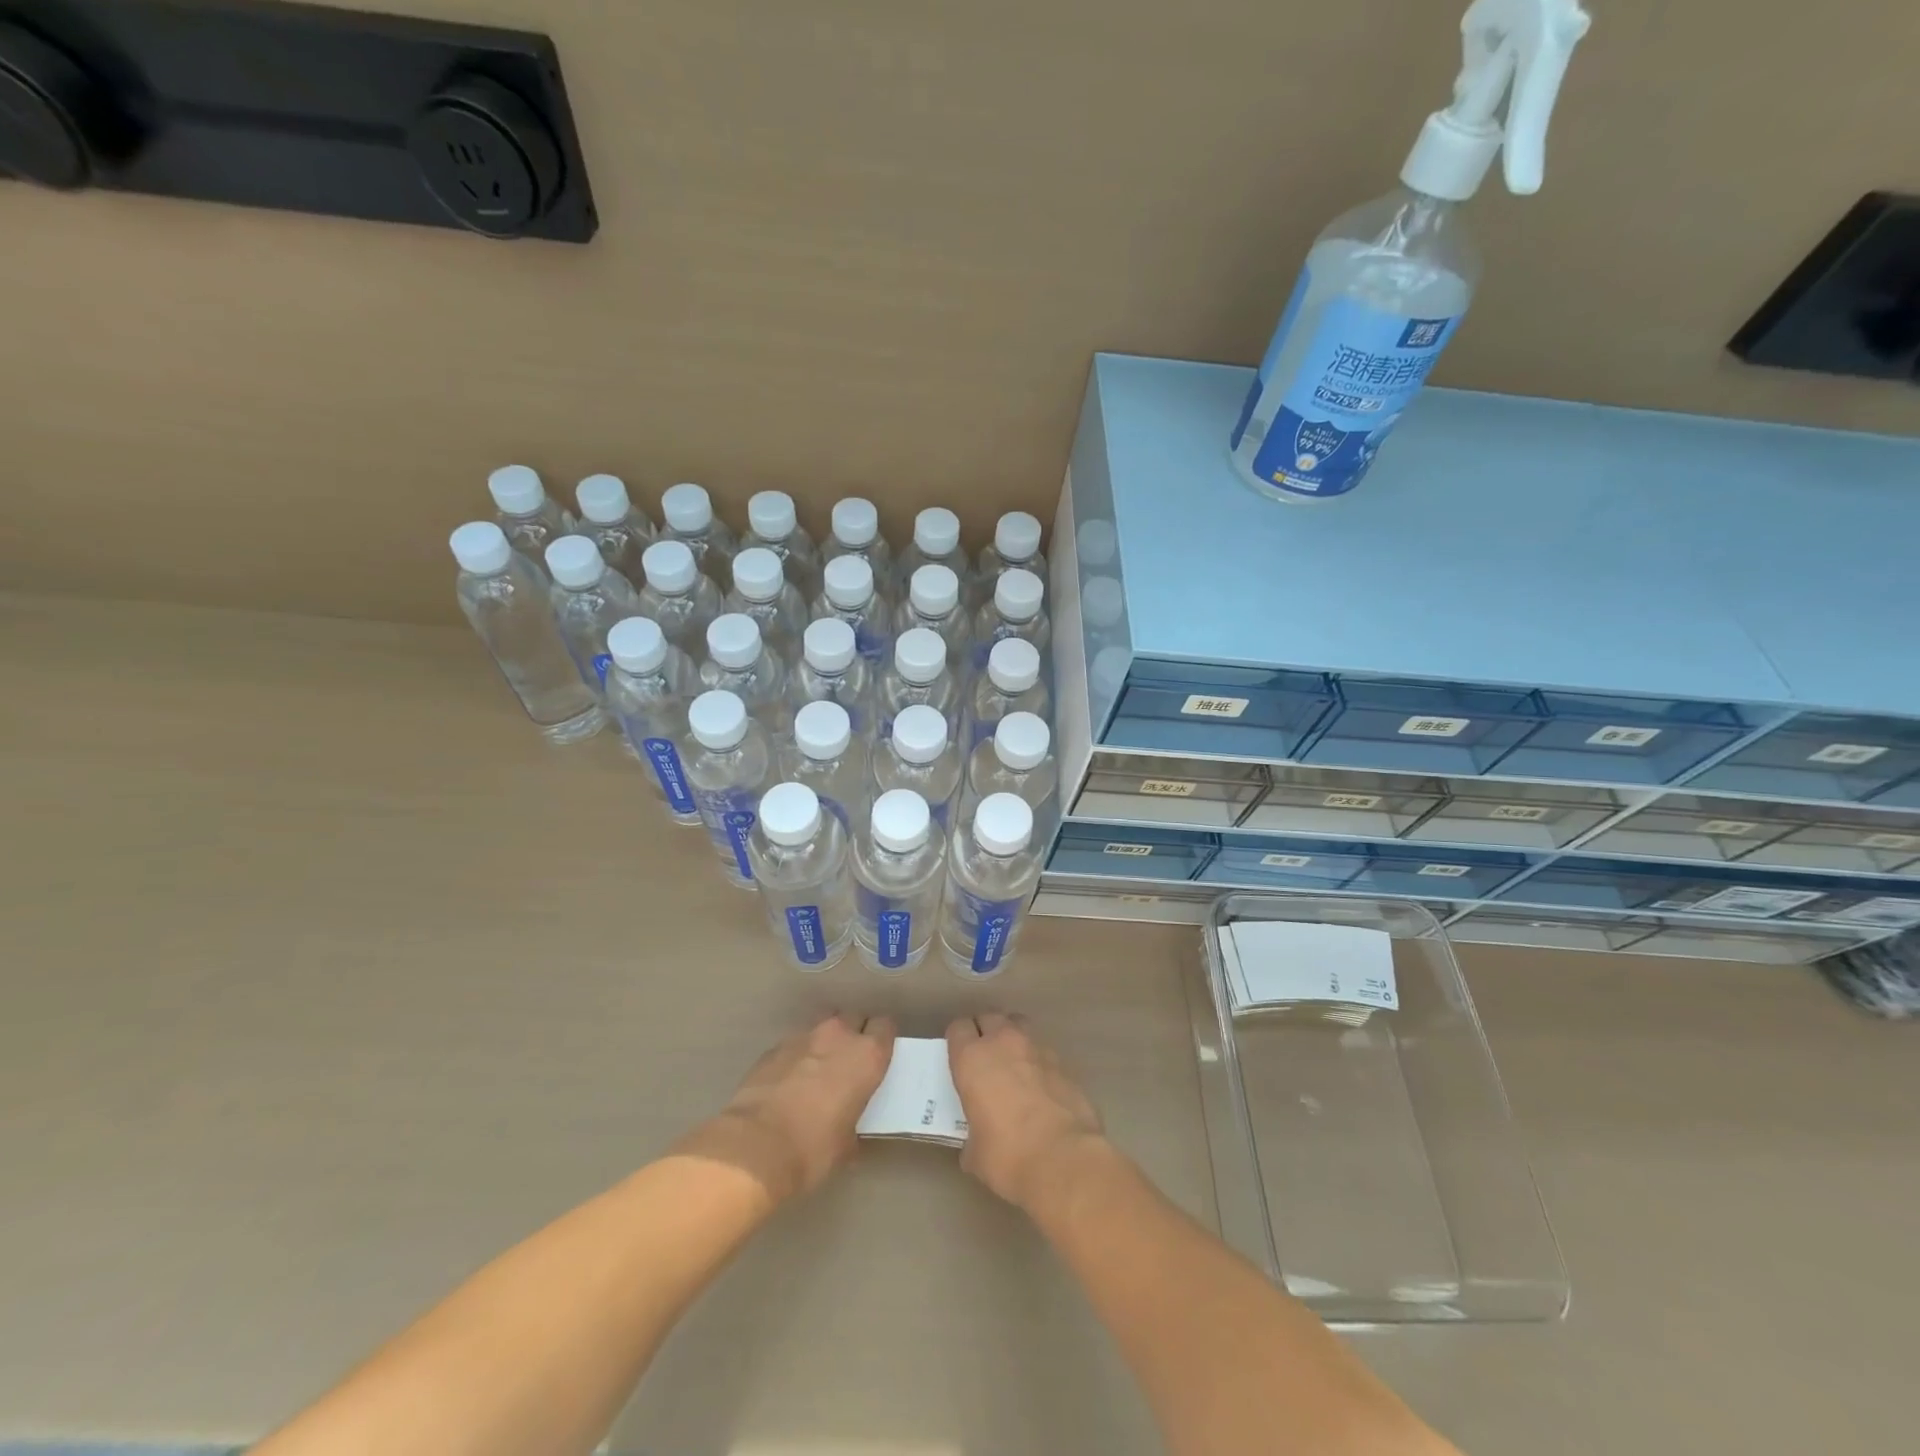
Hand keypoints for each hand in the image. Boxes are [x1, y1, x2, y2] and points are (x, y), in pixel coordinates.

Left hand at [677, 1013, 894, 1202]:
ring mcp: (803, 1036)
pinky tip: (789, 1082)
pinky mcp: (774, 1047)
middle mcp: (838, 1035)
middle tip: (849, 1063)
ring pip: (823, 1026)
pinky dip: (798, 1056)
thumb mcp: (847, 1144)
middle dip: (854, 1035)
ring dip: (825, 1042)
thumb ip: (853, 1121)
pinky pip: (795, 1044)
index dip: (882, 1040)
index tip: (878, 1058)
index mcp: (867, 1055)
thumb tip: (847, 1127)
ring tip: (818, 1069)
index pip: (885, 1027)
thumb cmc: (814, 1148)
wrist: (756, 1146)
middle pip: (854, 1018)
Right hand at [947, 1013, 1104, 1211]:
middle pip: (990, 1018)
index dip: (958, 1041)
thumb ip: (971, 1136)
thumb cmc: (1008, 1156)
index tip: (959, 1058)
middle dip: (985, 1032)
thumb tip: (977, 1143)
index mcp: (973, 1058)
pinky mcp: (1064, 1064)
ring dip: (1013, 1040)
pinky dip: (1038, 1063)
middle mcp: (1004, 1043)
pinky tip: (1040, 1088)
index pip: (958, 1028)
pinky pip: (1043, 1052)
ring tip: (1013, 1066)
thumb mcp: (975, 1153)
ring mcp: (1038, 1049)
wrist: (1064, 1160)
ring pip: (1019, 1026)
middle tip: (985, 1058)